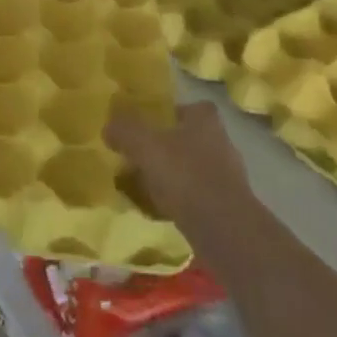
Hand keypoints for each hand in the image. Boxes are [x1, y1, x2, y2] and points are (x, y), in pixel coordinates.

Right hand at [107, 102, 259, 260]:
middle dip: (166, 148)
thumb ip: (124, 130)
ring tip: (144, 187)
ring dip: (171, 176)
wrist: (223, 228)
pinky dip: (180, 199)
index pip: (187, 107)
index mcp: (205, 119)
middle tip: (139, 158)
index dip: (166, 116)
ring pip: (191, 168)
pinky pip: (196, 195)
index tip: (146, 128)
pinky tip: (161, 210)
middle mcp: (221, 141)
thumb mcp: (144, 145)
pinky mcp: (228, 204)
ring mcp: (227, 175)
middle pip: (187, 138)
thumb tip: (109, 126)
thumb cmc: (184, 175)